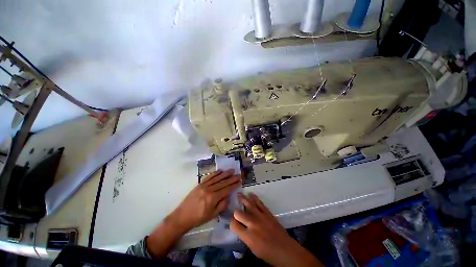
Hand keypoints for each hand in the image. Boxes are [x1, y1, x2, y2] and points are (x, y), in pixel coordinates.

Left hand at [169, 169, 241, 231]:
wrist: (182, 216)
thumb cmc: (198, 218)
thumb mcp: (213, 215)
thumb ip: (222, 205)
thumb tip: (228, 196)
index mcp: (213, 198)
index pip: (227, 189)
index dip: (234, 185)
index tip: (240, 181)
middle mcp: (209, 189)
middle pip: (223, 182)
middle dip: (232, 178)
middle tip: (238, 174)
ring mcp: (204, 185)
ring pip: (217, 178)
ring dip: (225, 173)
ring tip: (231, 170)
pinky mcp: (199, 184)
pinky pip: (209, 177)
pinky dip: (215, 173)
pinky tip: (220, 171)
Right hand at [230, 193, 322, 266]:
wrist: (285, 249)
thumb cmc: (268, 254)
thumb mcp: (253, 249)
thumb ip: (245, 237)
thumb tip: (241, 229)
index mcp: (248, 236)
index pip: (234, 225)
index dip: (231, 223)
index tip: (232, 222)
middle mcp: (253, 224)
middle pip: (238, 213)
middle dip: (235, 212)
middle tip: (236, 212)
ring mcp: (261, 216)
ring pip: (248, 204)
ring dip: (242, 199)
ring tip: (238, 194)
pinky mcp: (267, 212)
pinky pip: (259, 203)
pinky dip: (254, 198)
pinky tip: (251, 194)